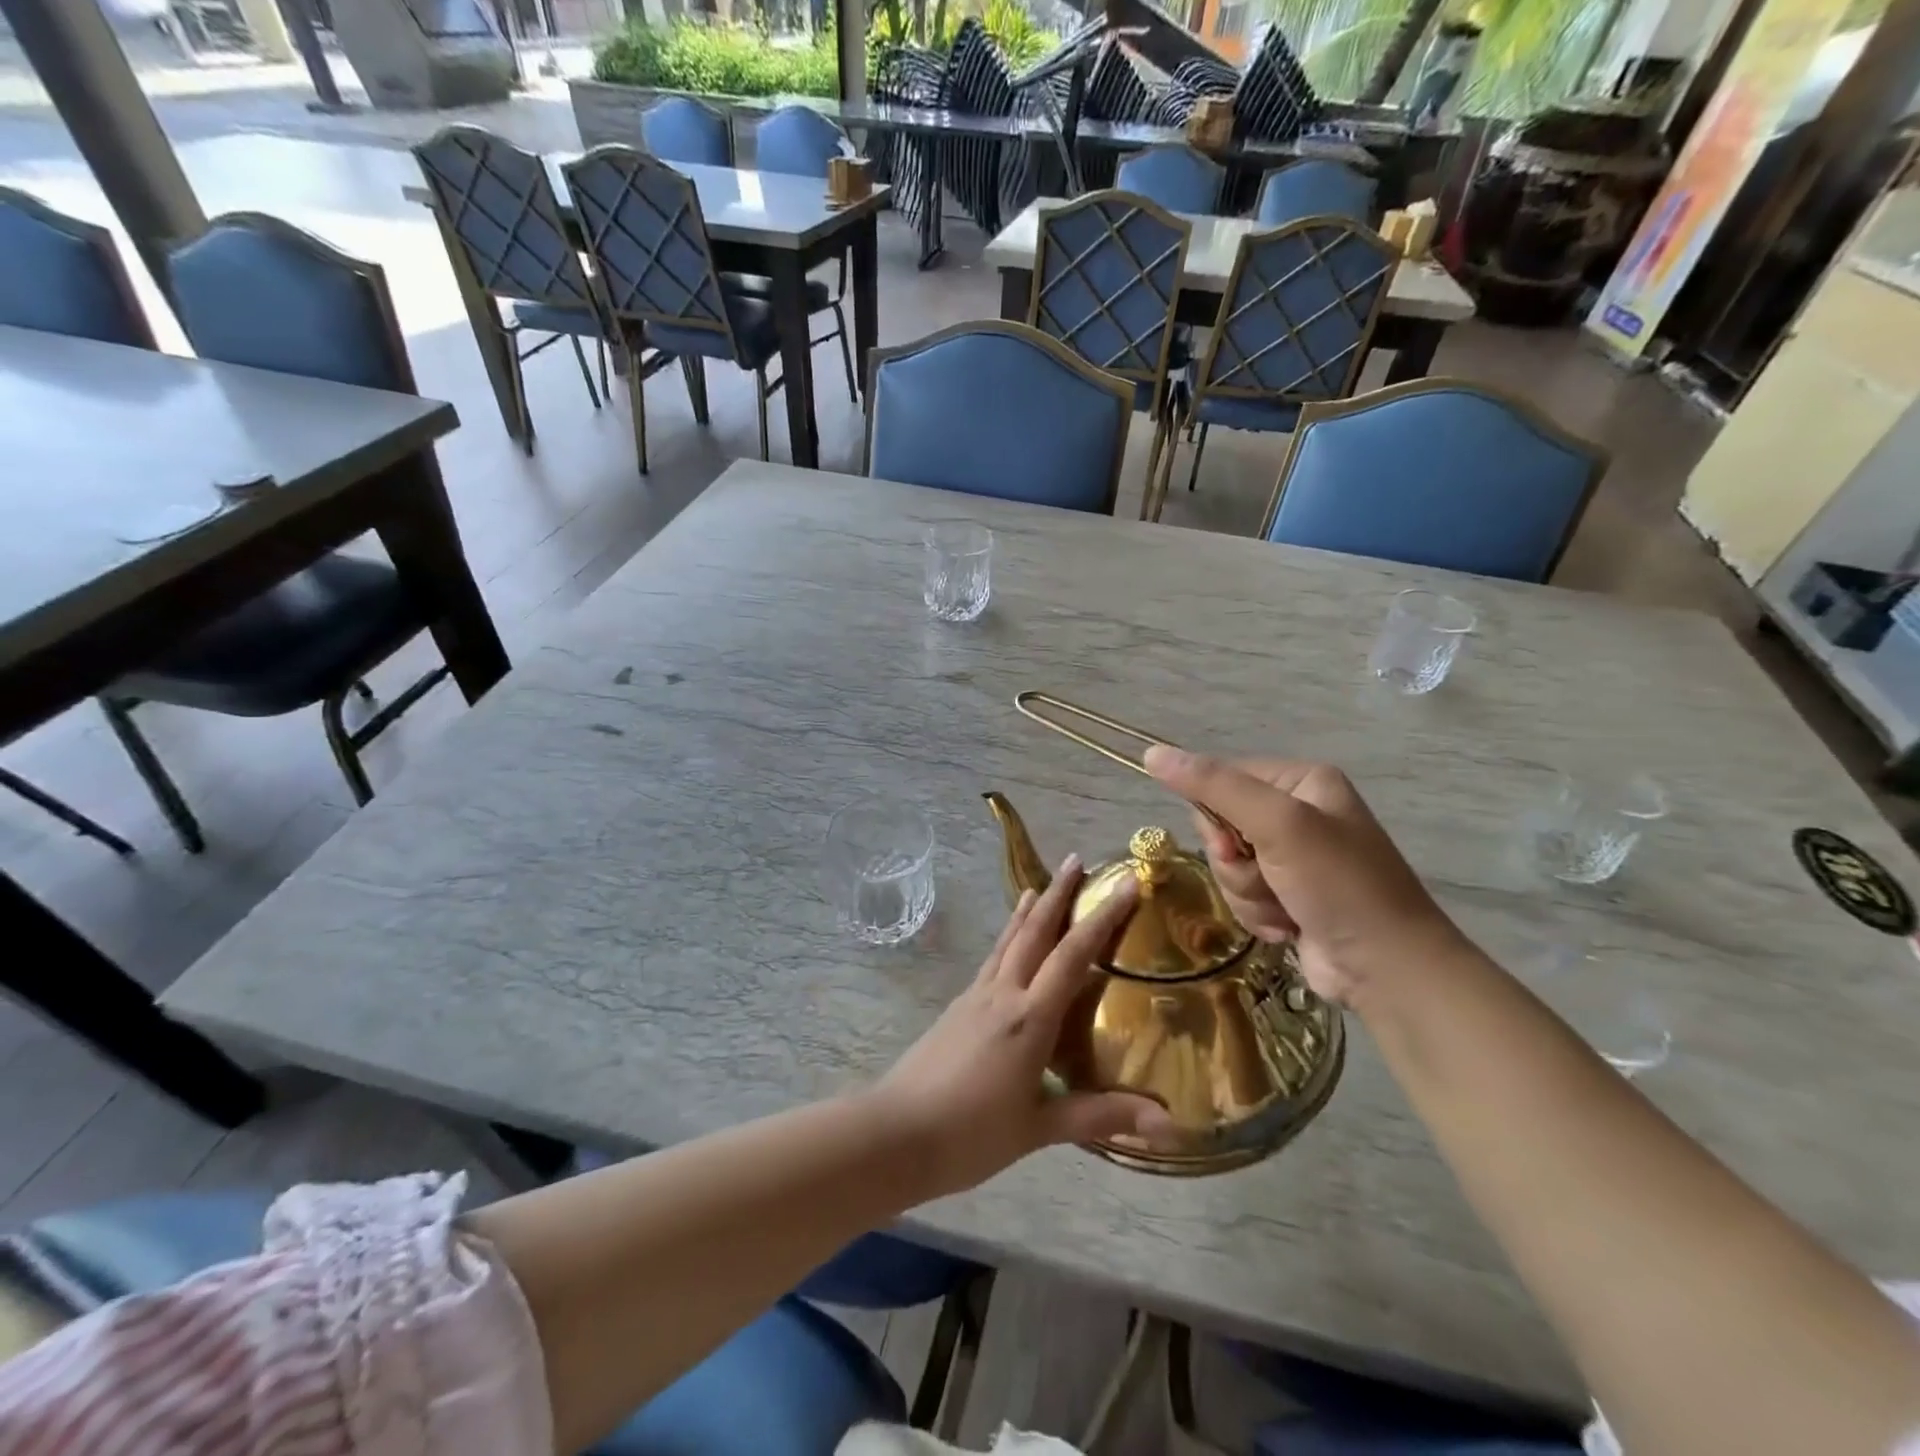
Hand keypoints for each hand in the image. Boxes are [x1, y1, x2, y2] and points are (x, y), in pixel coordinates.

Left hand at [876, 858, 1177, 1196]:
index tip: (1126, 884)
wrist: (896, 1133)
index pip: (1073, 955)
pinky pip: (991, 960)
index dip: (1103, 917)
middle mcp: (1003, 994)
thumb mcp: (1040, 1128)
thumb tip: (1171, 1125)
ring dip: (1028, 910)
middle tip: (1078, 860)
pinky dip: (1006, 938)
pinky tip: (1008, 944)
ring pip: (1008, 941)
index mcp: (1029, 1018)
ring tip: (1039, 885)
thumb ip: (1102, 1116)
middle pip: (1034, 931)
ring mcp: (976, 997)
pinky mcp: (958, 1007)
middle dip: (1058, 894)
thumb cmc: (971, 1134)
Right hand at [1143, 747, 1466, 1007]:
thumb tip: (1152, 753)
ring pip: (1228, 867)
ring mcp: (1293, 859)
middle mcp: (1297, 813)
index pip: (1221, 780)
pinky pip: (1243, 895)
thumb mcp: (1277, 824)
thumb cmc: (1338, 885)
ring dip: (1247, 893)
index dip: (1215, 817)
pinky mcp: (1288, 896)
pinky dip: (1259, 914)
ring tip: (1285, 908)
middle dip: (1235, 862)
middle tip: (1268, 876)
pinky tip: (1288, 927)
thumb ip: (1214, 787)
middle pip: (1220, 827)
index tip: (1235, 843)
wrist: (1387, 968)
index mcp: (1301, 782)